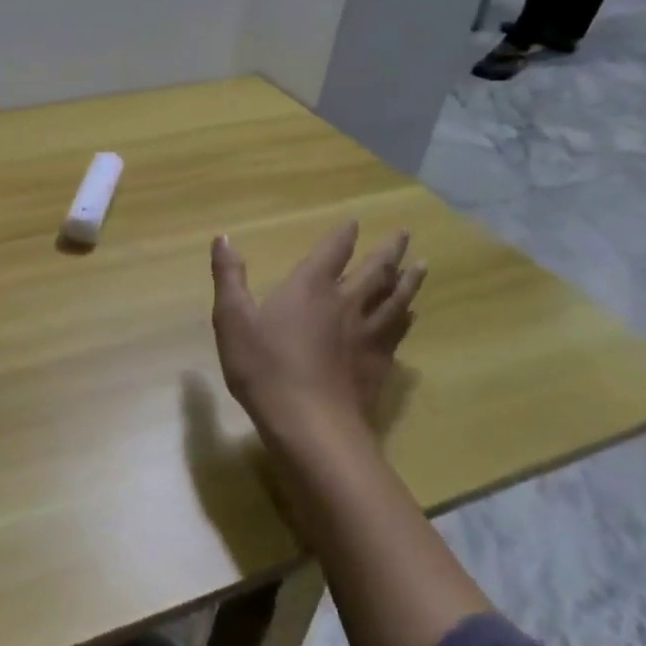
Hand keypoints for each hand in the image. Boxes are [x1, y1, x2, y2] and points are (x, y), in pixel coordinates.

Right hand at [209, 223, 425, 441]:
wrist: (310, 424)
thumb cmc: (264, 368)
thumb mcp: (232, 320)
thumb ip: (229, 277)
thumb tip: (223, 238)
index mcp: (310, 288)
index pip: (332, 252)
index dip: (343, 235)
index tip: (354, 221)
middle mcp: (346, 303)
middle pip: (375, 270)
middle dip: (389, 250)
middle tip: (405, 233)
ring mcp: (368, 333)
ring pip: (396, 298)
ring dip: (409, 279)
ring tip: (421, 265)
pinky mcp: (380, 362)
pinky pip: (399, 331)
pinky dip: (407, 317)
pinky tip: (411, 315)